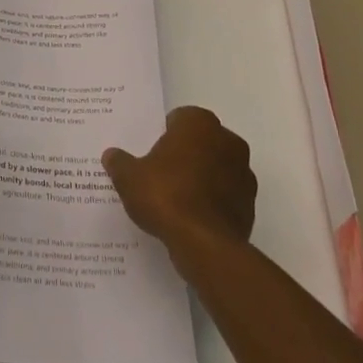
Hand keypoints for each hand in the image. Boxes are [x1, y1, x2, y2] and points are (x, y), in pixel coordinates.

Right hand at [103, 106, 256, 256]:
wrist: (204, 244)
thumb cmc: (165, 195)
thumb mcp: (129, 178)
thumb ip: (120, 163)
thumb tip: (112, 156)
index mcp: (199, 123)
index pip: (179, 119)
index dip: (164, 134)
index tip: (150, 153)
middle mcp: (227, 140)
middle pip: (201, 141)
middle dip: (185, 154)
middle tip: (161, 174)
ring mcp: (243, 173)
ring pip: (217, 168)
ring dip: (202, 178)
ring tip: (176, 200)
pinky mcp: (250, 204)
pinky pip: (226, 196)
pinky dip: (213, 202)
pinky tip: (192, 218)